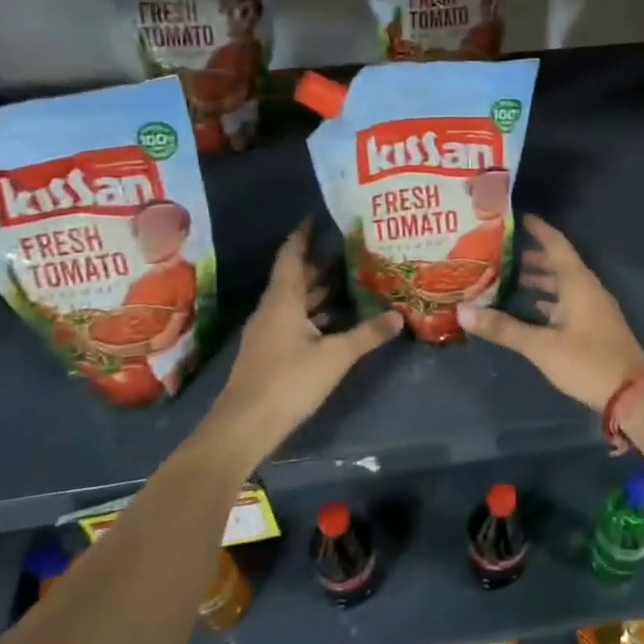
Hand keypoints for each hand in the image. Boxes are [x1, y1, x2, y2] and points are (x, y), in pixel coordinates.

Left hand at [202, 223, 400, 459]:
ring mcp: (268, 332)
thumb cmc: (288, 381)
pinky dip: (314, 314)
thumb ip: (367, 334)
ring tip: (349, 279)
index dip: (303, 236)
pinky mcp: (271, 352)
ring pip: (295, 301)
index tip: (316, 218)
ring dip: (318, 290)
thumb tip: (398, 315)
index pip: (291, 256)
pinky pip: (294, 321)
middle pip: (294, 278)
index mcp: (282, 300)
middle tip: (349, 249)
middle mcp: (272, 310)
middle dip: (319, 263)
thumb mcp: (335, 356)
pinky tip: (335, 320)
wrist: (245, 425)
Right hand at [458, 216, 643, 410]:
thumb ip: (504, 328)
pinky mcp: (594, 327)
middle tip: (501, 252)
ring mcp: (594, 309)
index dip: (538, 229)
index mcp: (578, 283)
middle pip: (559, 264)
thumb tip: (463, 311)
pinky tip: (532, 310)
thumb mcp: (542, 346)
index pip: (556, 245)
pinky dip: (549, 301)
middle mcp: (587, 289)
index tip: (517, 217)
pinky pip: (568, 303)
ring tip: (509, 278)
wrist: (632, 394)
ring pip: (563, 285)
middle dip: (532, 257)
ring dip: (540, 280)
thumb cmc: (588, 362)